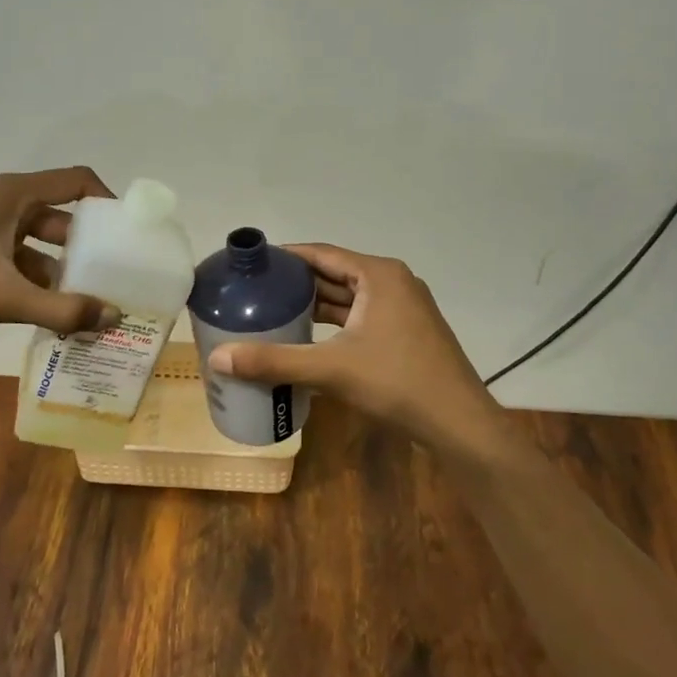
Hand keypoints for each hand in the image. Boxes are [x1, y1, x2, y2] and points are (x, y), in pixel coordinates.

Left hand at [0, 168, 121, 341]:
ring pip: (41, 245)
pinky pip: (20, 263)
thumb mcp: (2, 296)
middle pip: (63, 217)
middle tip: (117, 276)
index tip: (131, 234)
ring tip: (91, 303)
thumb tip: (113, 317)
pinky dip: (38, 285)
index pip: (78, 181)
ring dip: (64, 271)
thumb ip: (60, 308)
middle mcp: (4, 204)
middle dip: (90, 247)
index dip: (109, 201)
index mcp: (13, 195)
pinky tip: (52, 315)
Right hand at [206, 243, 509, 452]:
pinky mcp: (407, 331)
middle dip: (297, 283)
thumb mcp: (331, 369)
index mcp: (378, 275)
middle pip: (335, 273)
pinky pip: (362, 316)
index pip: (322, 253)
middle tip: (255, 291)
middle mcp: (393, 282)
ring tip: (273, 311)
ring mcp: (404, 307)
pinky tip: (309, 336)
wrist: (458, 423)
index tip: (253, 265)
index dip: (285, 257)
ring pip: (349, 298)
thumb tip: (218, 358)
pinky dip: (335, 323)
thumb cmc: (397, 383)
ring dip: (315, 304)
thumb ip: (274, 361)